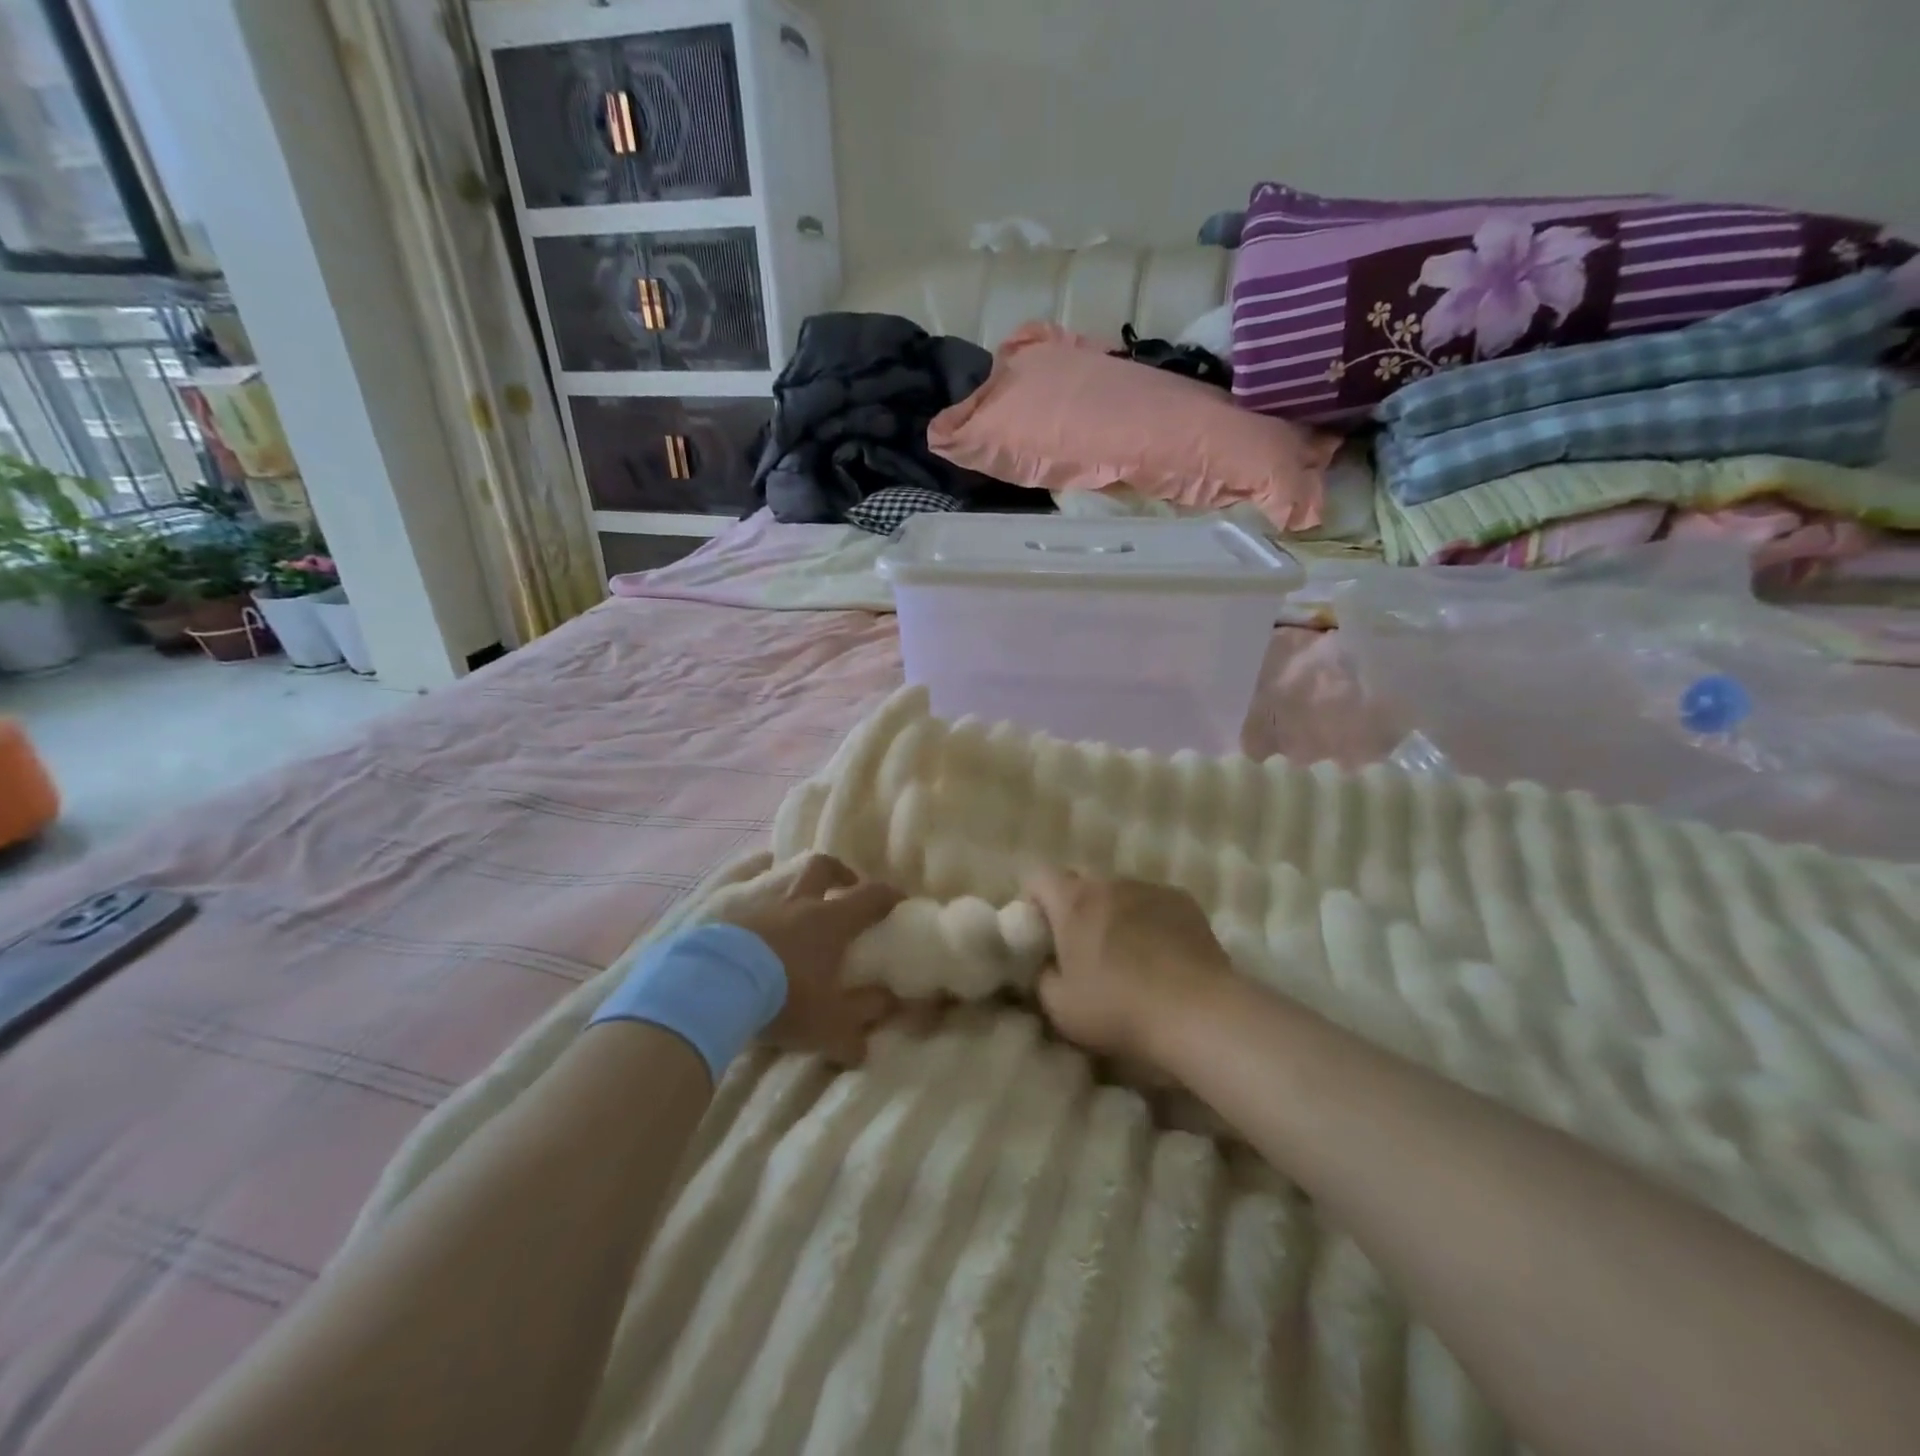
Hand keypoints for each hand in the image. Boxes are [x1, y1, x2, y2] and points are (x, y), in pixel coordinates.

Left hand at [719, 854, 902, 1065]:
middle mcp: (797, 902)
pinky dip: (755, 906)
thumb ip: (862, 1020)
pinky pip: (745, 897)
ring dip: (793, 887)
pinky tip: (752, 923)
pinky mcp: (724, 914)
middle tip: (843, 887)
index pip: (870, 896)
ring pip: (781, 878)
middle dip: (838, 873)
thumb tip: (887, 1010)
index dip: (889, 896)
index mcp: (830, 921)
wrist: (713, 987)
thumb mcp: (831, 1023)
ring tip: (793, 908)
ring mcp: (758, 904)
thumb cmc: (783, 999)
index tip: (898, 901)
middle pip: (822, 867)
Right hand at [1024, 869, 1235, 1070]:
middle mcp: (1110, 883)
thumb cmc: (1119, 1008)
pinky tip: (1162, 956)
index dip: (1033, 901)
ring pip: (1119, 893)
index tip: (1041, 933)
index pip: (1038, 876)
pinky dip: (1149, 920)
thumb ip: (1041, 977)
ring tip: (1128, 955)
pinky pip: (1153, 903)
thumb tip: (1046, 965)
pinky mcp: (1184, 901)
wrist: (1199, 1013)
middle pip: (1081, 883)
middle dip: (1075, 909)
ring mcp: (1150, 888)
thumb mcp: (1060, 1007)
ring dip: (1114, 914)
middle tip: (1082, 950)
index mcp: (1073, 901)